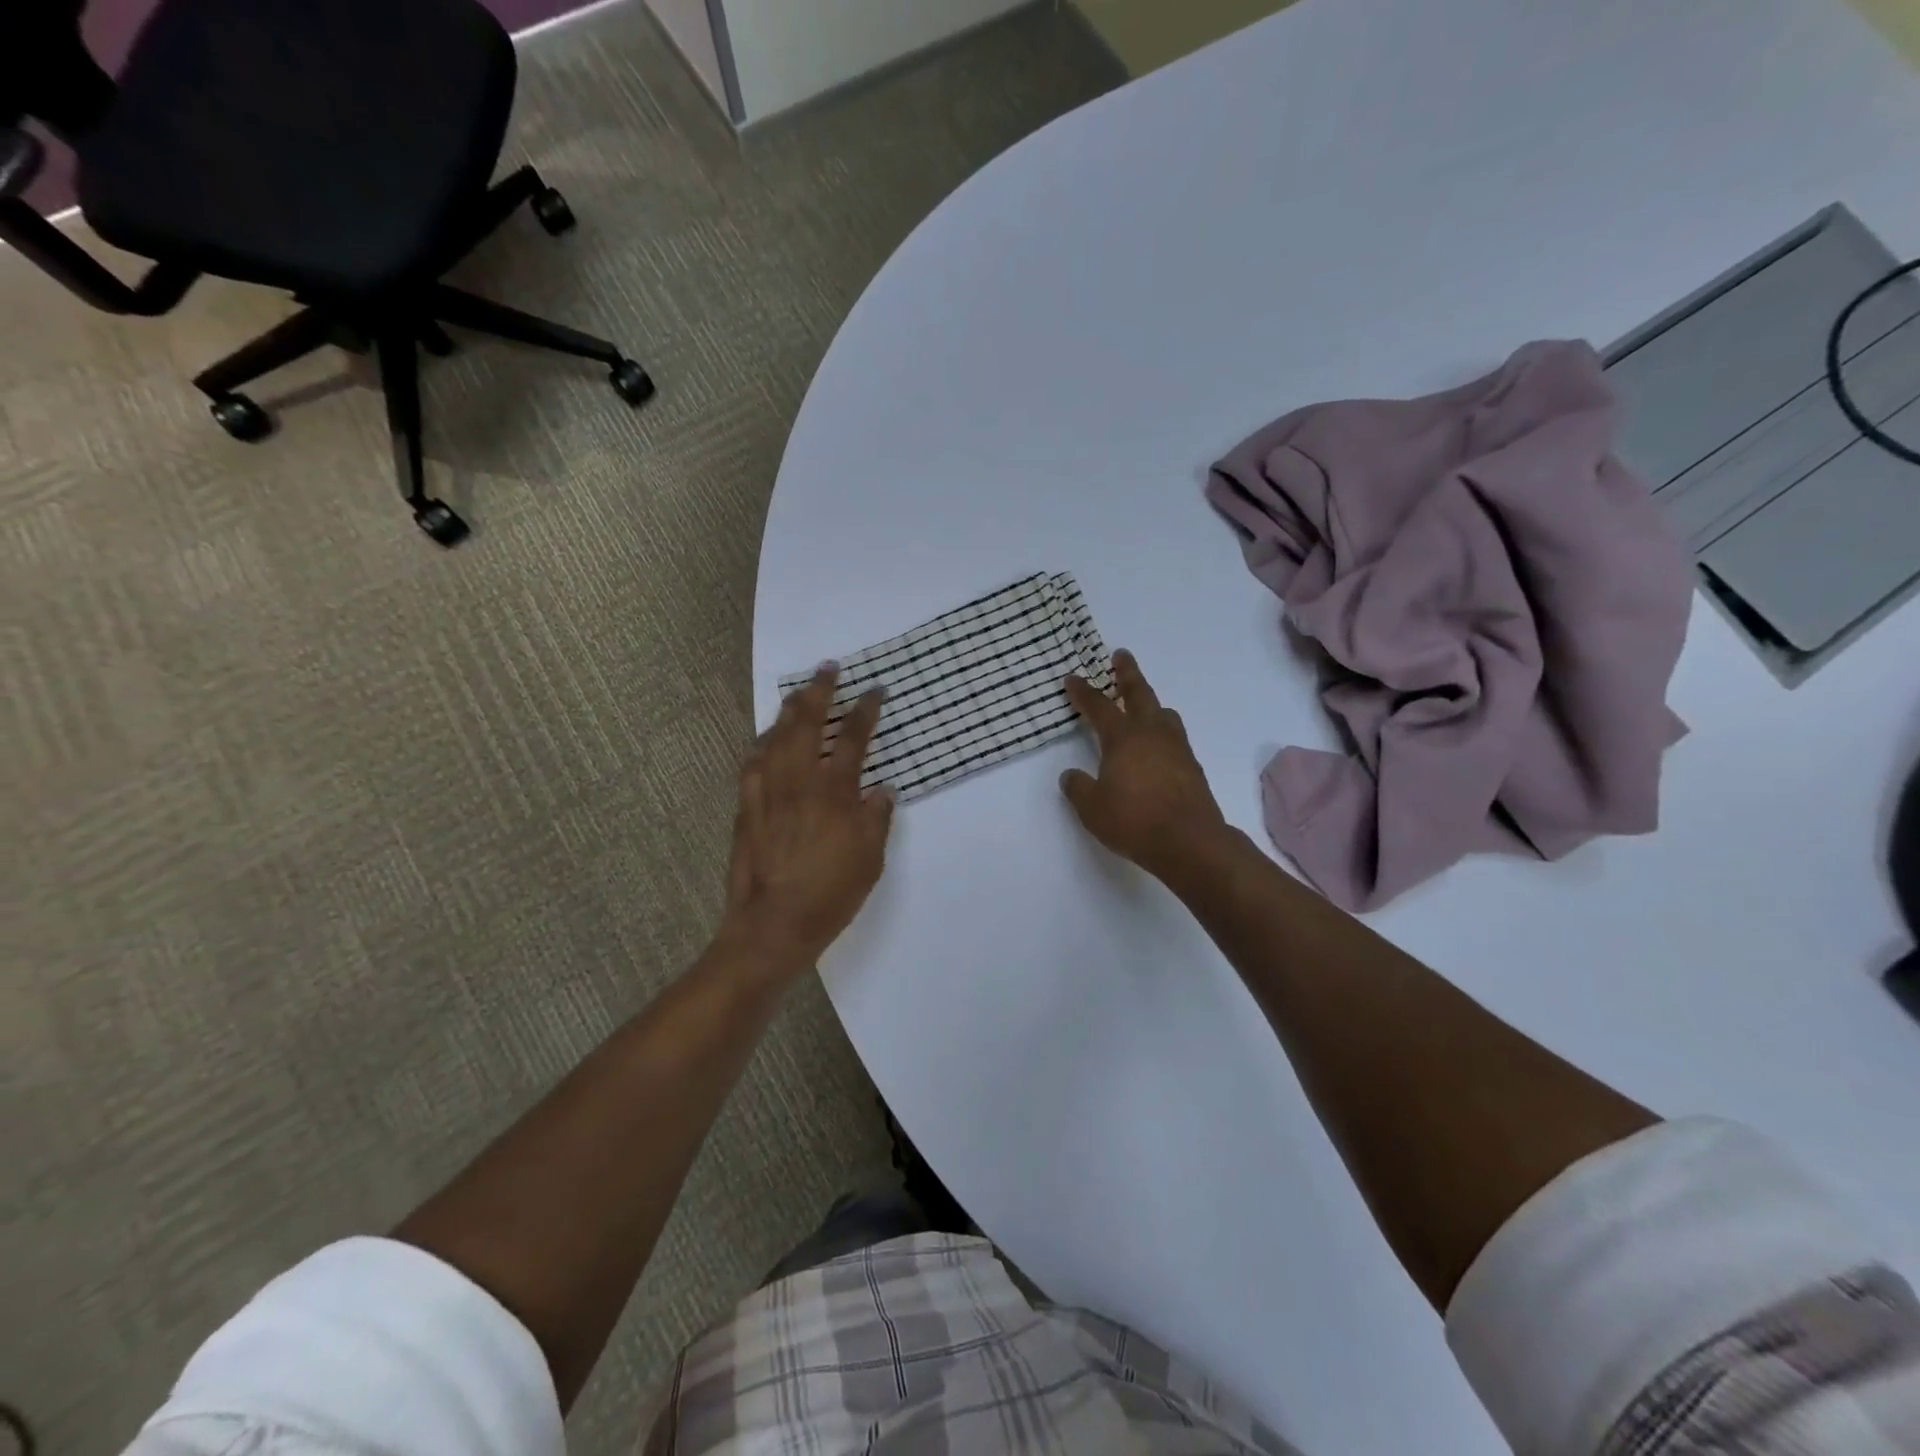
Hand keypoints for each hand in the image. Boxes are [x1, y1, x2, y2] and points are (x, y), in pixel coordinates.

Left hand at [720, 665, 894, 976]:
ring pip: (775, 737)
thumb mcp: (870, 859)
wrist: (773, 925)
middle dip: (819, 691)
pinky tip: (766, 739)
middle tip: (828, 668)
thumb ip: (876, 817)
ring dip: (788, 711)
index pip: (854, 739)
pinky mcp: (745, 807)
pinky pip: (752, 762)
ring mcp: (767, 792)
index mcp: (834, 792)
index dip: (865, 710)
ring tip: (798, 694)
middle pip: (807, 723)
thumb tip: (882, 789)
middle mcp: (799, 782)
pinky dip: (762, 743)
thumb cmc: (830, 893)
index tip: (874, 690)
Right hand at [1061, 650, 1228, 881]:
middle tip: (1121, 656)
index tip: (1073, 678)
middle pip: (1139, 693)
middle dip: (1127, 673)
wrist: (1189, 841)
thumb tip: (1071, 776)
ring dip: (1151, 702)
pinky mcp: (1192, 767)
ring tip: (1144, 703)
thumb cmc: (1134, 821)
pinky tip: (1158, 745)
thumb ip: (1078, 788)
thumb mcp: (1092, 808)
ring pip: (1163, 713)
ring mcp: (1176, 748)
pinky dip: (1163, 730)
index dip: (1084, 692)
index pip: (1099, 707)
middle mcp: (1151, 734)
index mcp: (1123, 738)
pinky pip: (1174, 736)